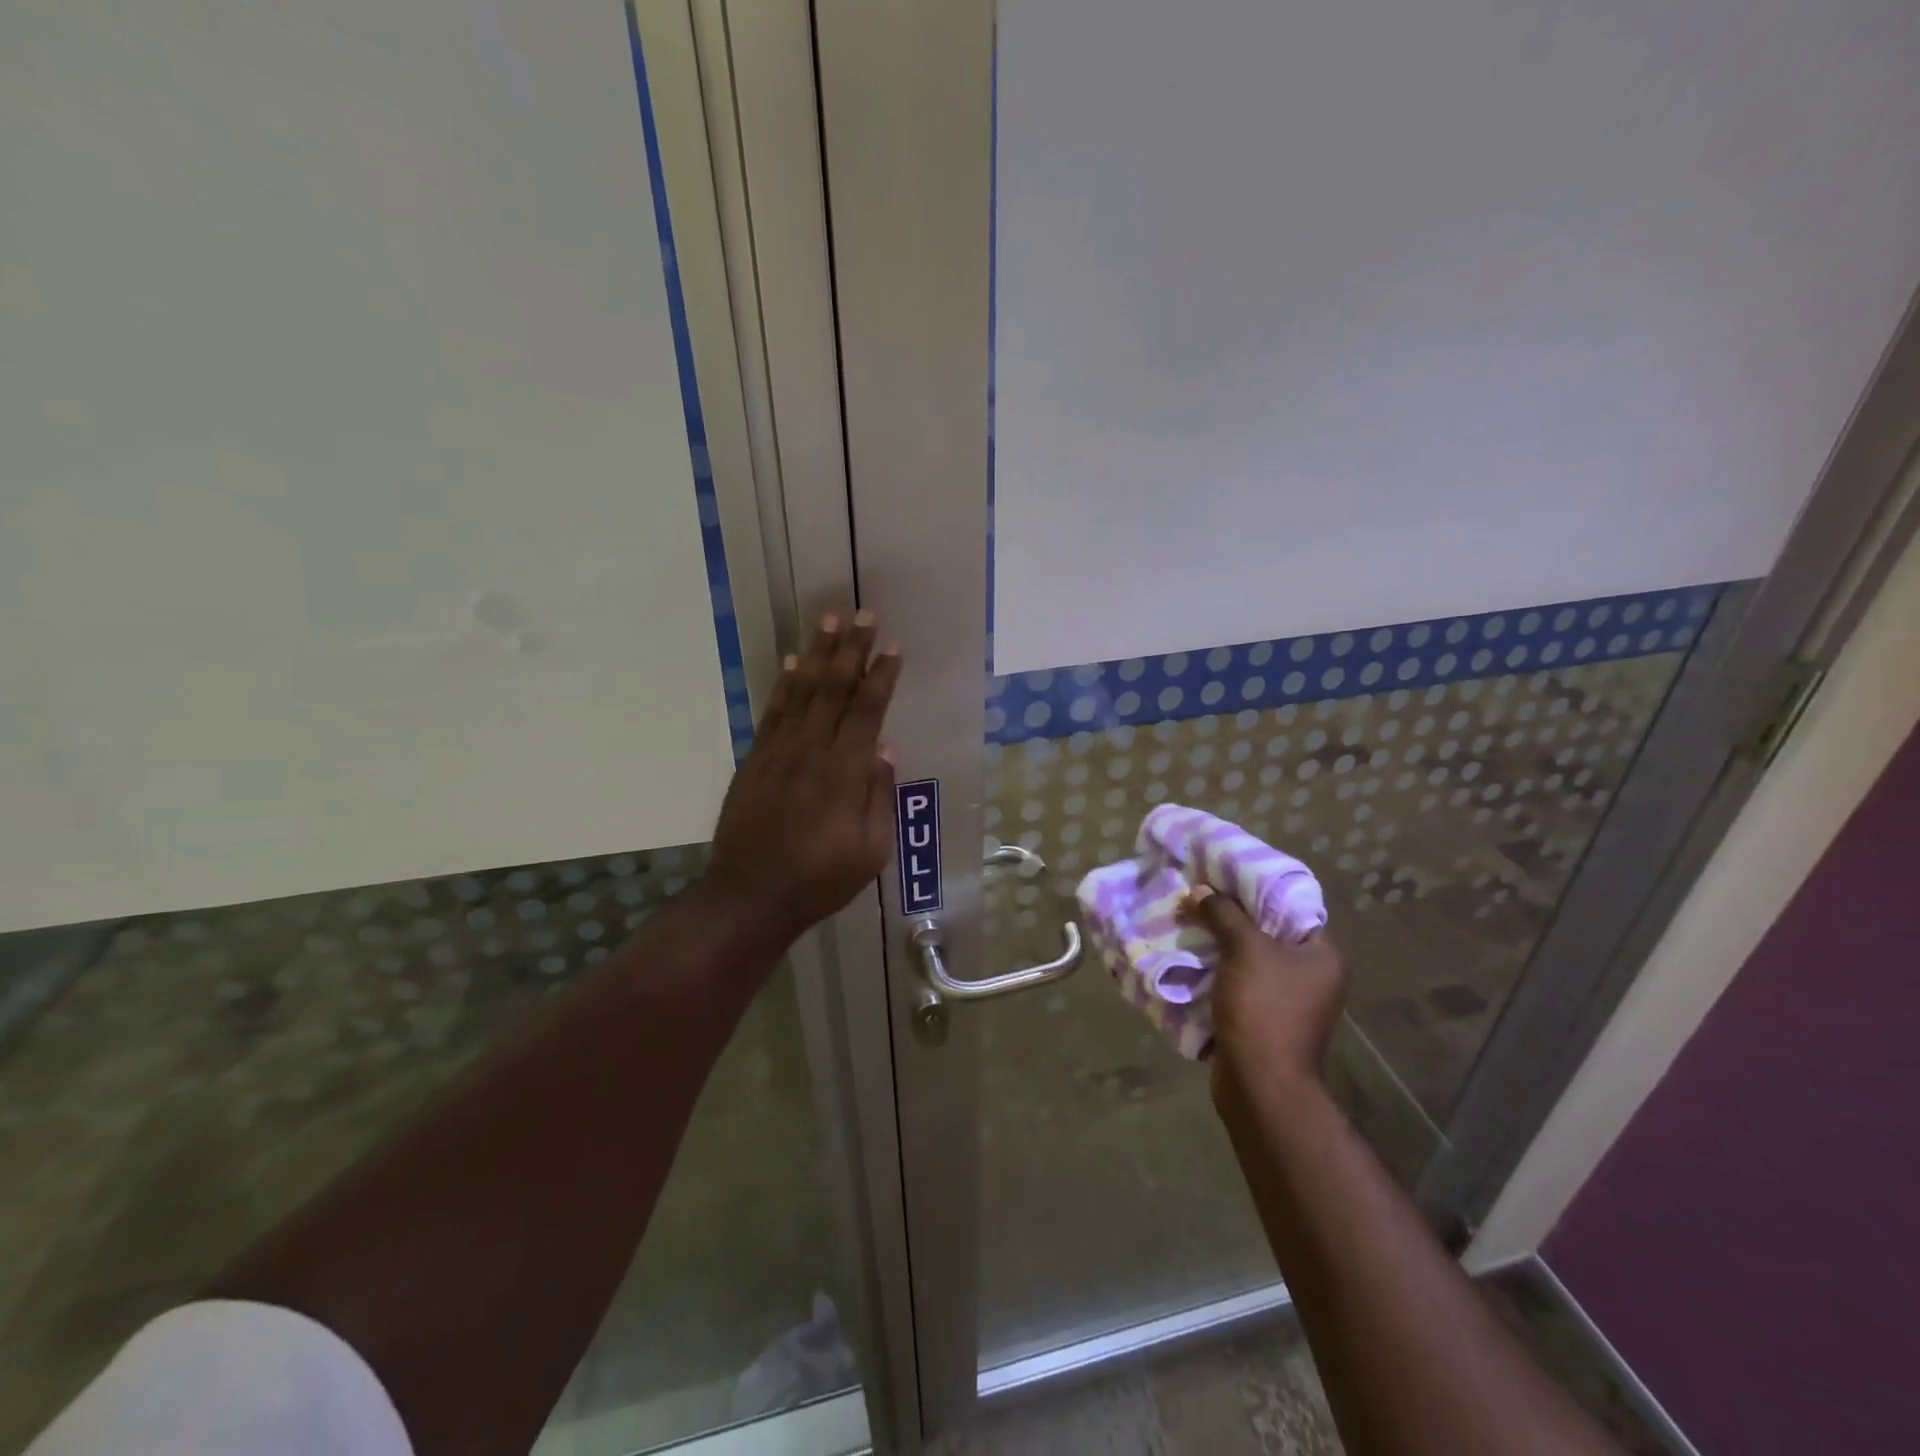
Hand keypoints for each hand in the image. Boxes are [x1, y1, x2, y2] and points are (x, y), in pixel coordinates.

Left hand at [708, 612, 902, 938]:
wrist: (751, 896)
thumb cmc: (821, 879)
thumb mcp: (870, 851)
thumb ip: (880, 796)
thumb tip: (885, 748)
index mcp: (845, 774)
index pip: (867, 712)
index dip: (881, 676)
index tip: (893, 647)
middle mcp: (812, 751)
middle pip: (834, 689)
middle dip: (851, 649)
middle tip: (863, 614)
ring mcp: (779, 752)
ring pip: (801, 691)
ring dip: (817, 654)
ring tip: (828, 620)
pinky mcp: (755, 760)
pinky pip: (772, 712)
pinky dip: (783, 684)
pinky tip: (791, 662)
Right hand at [1184, 886, 1347, 1097]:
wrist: (1259, 1084)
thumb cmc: (1264, 1009)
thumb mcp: (1244, 950)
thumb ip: (1224, 914)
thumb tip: (1201, 890)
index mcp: (1322, 955)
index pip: (1291, 906)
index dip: (1256, 888)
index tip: (1223, 874)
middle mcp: (1312, 975)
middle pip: (1267, 931)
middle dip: (1230, 915)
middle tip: (1199, 894)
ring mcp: (1288, 1000)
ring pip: (1248, 957)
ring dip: (1219, 942)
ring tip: (1187, 919)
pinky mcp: (1264, 1019)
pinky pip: (1238, 981)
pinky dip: (1217, 969)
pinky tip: (1190, 954)